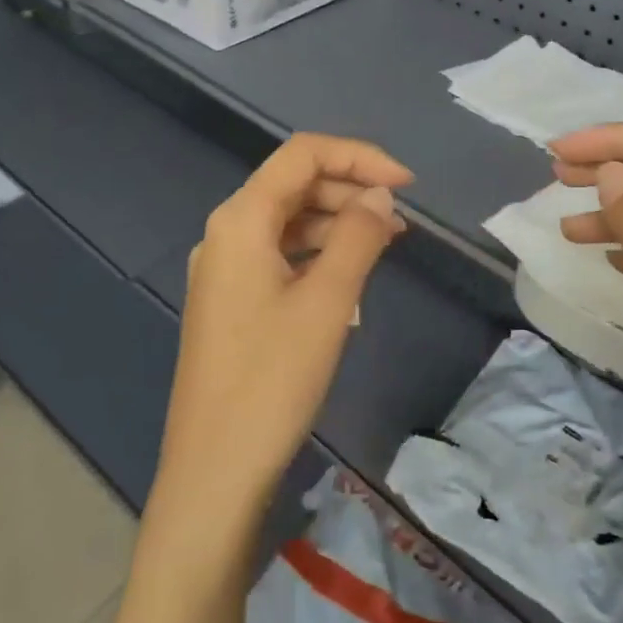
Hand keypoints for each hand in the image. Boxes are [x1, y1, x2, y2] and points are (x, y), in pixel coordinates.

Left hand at [155, 133, 411, 534]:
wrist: (215, 467)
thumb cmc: (273, 379)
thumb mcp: (327, 302)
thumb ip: (357, 236)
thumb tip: (379, 196)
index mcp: (240, 220)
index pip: (302, 155)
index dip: (358, 157)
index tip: (406, 184)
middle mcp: (225, 233)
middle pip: (293, 185)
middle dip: (349, 189)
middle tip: (399, 220)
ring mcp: (224, 269)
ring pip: (287, 222)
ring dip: (336, 222)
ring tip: (385, 243)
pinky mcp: (230, 301)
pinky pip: (278, 256)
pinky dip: (316, 253)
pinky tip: (348, 274)